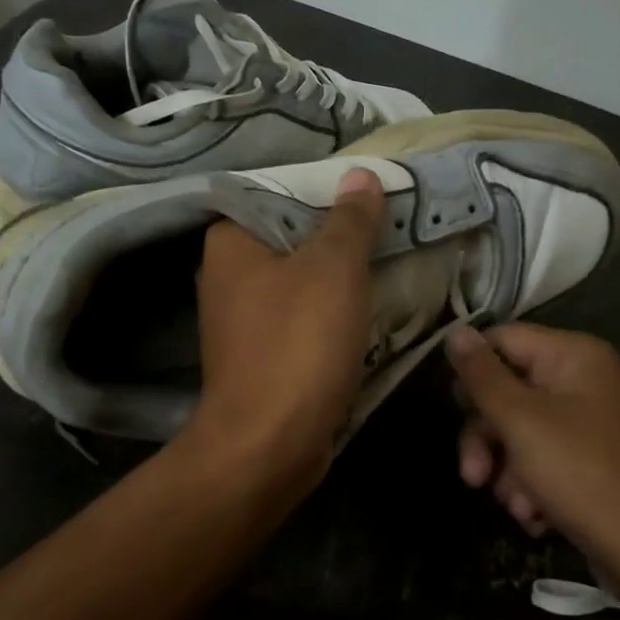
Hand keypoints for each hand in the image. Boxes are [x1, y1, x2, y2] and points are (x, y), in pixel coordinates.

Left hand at [188, 168, 384, 488]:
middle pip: (294, 239)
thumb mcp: (335, 270)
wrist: (269, 444)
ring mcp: (241, 320)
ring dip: (341, 281)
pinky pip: (301, 320)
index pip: (282, 193)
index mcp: (230, 240)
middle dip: (342, 240)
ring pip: (301, 283)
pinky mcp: (260, 356)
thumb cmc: (298, 345)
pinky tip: (365, 316)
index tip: (376, 200)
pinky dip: (330, 317)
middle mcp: (227, 274)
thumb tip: (361, 176)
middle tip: (392, 234)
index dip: (331, 193)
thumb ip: (350, 220)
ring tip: (390, 269)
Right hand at [445, 324, 619, 575]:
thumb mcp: (521, 421)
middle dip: (486, 438)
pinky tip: (537, 516)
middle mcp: (588, 381)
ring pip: (525, 433)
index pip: (503, 340)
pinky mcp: (599, 462)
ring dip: (509, 472)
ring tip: (517, 507)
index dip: (472, 372)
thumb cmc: (583, 473)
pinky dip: (535, 487)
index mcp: (575, 356)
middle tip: (472, 477)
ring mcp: (596, 423)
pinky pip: (550, 461)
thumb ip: (483, 376)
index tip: (453, 409)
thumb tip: (455, 332)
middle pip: (511, 392)